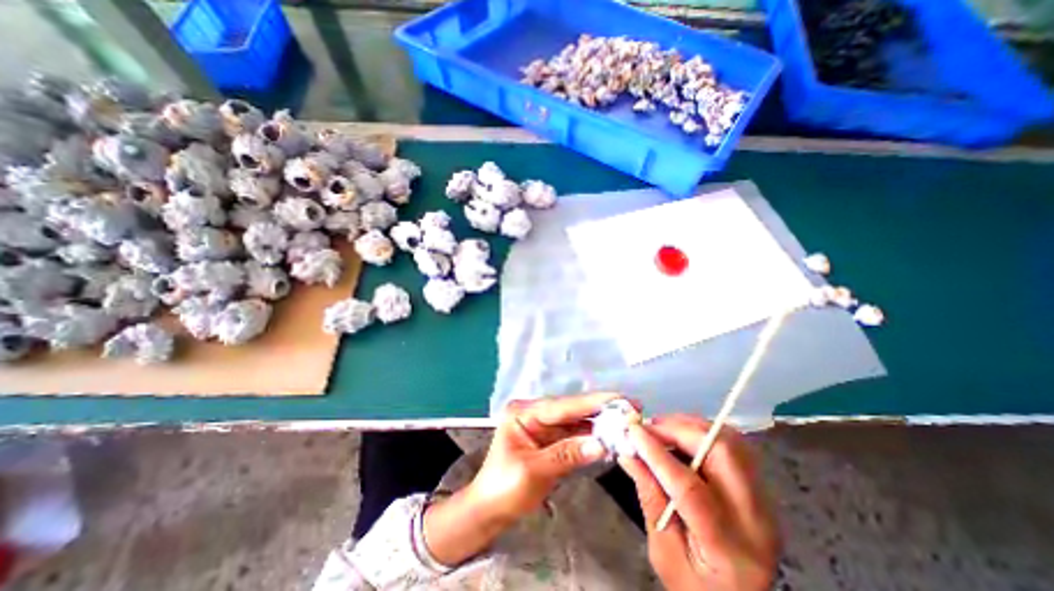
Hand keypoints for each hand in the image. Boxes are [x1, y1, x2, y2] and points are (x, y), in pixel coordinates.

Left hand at [424, 393, 614, 563]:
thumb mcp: (533, 471)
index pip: (562, 405)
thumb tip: (600, 445)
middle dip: (600, 410)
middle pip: (572, 410)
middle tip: (631, 408)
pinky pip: (575, 435)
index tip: (620, 399)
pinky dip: (592, 437)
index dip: (593, 402)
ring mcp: (544, 426)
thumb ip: (566, 455)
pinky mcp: (552, 439)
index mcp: (524, 412)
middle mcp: (535, 413)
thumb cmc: (503, 488)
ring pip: (577, 421)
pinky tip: (610, 436)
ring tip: (627, 422)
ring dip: (600, 423)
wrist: (490, 510)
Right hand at [620, 415, 780, 590]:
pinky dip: (704, 432)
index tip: (632, 431)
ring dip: (692, 426)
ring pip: (731, 441)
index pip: (691, 487)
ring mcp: (764, 500)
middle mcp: (756, 519)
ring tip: (662, 428)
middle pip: (722, 452)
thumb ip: (649, 499)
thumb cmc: (696, 586)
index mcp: (728, 547)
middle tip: (650, 427)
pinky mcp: (760, 488)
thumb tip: (628, 454)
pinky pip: (734, 445)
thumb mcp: (664, 553)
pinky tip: (681, 436)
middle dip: (680, 429)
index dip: (658, 454)